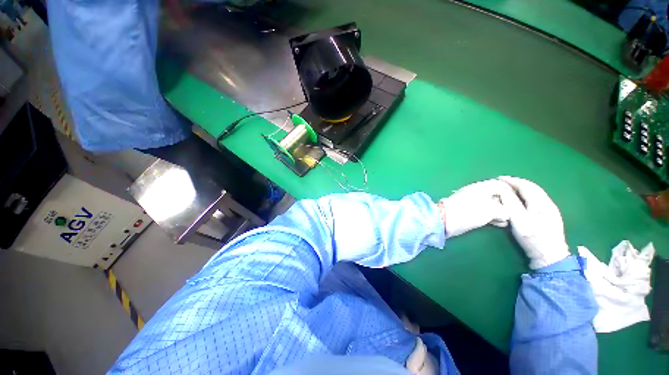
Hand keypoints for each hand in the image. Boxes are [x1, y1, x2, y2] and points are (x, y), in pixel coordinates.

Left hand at [439, 179, 516, 237]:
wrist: (446, 220)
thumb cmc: (469, 212)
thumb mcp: (492, 210)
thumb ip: (504, 210)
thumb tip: (507, 214)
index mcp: (482, 187)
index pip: (501, 185)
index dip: (512, 192)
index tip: (521, 202)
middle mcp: (477, 192)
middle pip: (497, 196)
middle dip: (507, 204)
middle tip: (517, 214)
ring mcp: (472, 202)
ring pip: (491, 205)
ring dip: (501, 213)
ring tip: (509, 221)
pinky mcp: (468, 211)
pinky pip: (484, 212)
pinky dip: (493, 217)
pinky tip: (500, 224)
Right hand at [498, 176, 569, 268]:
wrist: (550, 256)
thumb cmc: (533, 238)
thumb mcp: (519, 220)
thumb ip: (511, 204)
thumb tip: (502, 190)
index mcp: (541, 203)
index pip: (526, 186)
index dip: (512, 180)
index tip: (498, 178)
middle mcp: (548, 203)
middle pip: (532, 188)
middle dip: (517, 183)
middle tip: (502, 182)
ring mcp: (550, 211)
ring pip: (535, 194)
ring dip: (521, 189)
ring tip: (509, 189)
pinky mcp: (549, 217)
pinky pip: (536, 200)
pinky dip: (526, 196)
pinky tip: (520, 200)